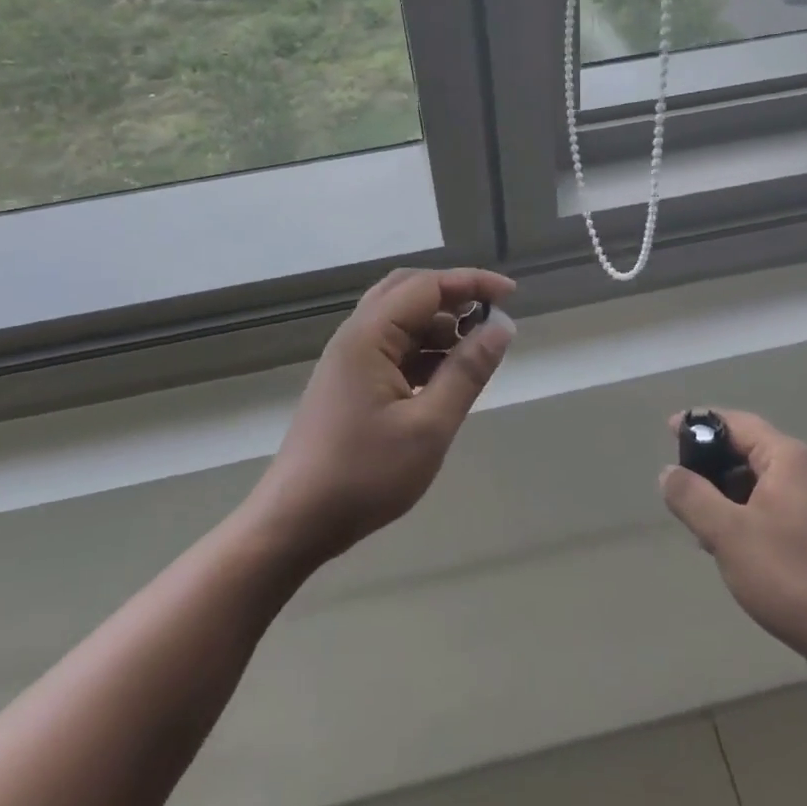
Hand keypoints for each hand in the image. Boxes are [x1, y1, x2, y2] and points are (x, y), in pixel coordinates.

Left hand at [246, 267, 515, 569]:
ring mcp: (349, 361)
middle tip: (491, 318)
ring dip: (440, 326)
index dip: (471, 282)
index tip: (511, 294)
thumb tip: (502, 326)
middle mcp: (355, 337)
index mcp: (369, 335)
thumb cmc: (364, 475)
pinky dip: (424, 352)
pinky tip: (447, 379)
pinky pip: (393, 349)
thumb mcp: (428, 426)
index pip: (427, 286)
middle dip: (454, 297)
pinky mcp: (350, 384)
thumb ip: (467, 371)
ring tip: (476, 352)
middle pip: (409, 293)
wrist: (295, 522)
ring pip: (401, 322)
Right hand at [660, 409, 806, 687]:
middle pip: (750, 451)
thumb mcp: (727, 534)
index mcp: (788, 458)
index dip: (700, 424)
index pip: (736, 423)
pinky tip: (735, 549)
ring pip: (763, 484)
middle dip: (712, 466)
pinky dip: (750, 516)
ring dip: (729, 496)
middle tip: (681, 489)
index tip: (668, 431)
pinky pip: (778, 509)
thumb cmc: (790, 576)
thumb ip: (692, 496)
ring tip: (702, 526)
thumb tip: (669, 471)